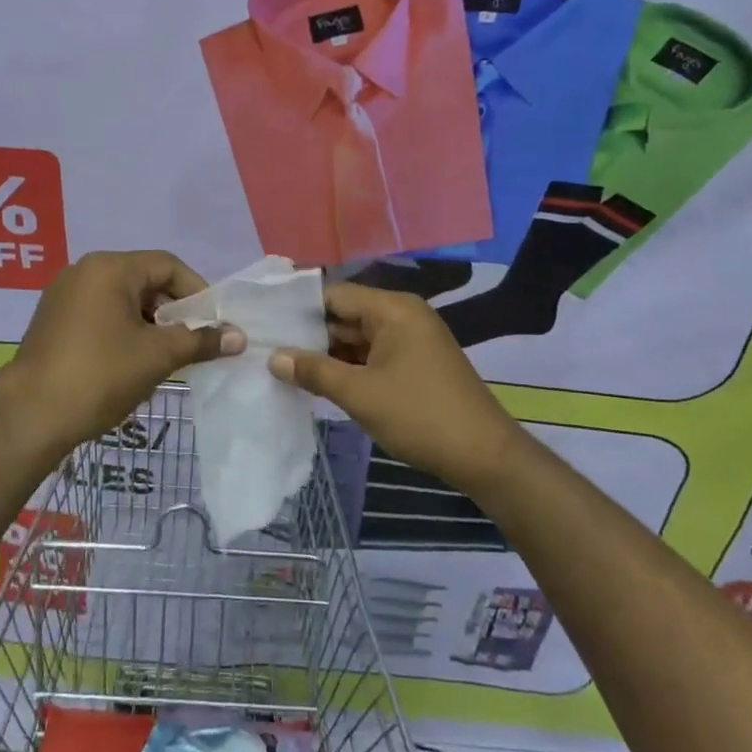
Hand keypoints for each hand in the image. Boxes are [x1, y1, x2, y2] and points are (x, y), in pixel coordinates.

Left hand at [0, 251, 242, 458]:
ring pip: (123, 299)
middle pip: (144, 280)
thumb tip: (239, 337)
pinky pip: (101, 314)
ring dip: (150, 323)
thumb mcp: (157, 356)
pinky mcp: (53, 320)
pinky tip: (133, 362)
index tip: (214, 324)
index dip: (198, 292)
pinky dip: (124, 330)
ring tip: (167, 356)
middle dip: (174, 310)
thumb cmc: (100, 375)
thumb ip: (200, 341)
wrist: (30, 416)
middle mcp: (84, 270)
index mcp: (109, 267)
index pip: (167, 265)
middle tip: (193, 342)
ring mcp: (64, 295)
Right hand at [267, 281, 517, 495]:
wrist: (485, 457)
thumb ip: (314, 371)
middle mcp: (403, 315)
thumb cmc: (420, 416)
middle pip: (346, 314)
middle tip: (267, 348)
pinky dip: (350, 366)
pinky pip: (374, 354)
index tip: (266, 323)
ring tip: (285, 367)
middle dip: (310, 334)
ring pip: (358, 338)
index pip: (334, 294)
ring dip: (328, 354)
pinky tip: (320, 382)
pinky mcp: (416, 363)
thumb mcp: (360, 394)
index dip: (298, 308)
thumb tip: (273, 357)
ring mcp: (412, 339)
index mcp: (392, 308)